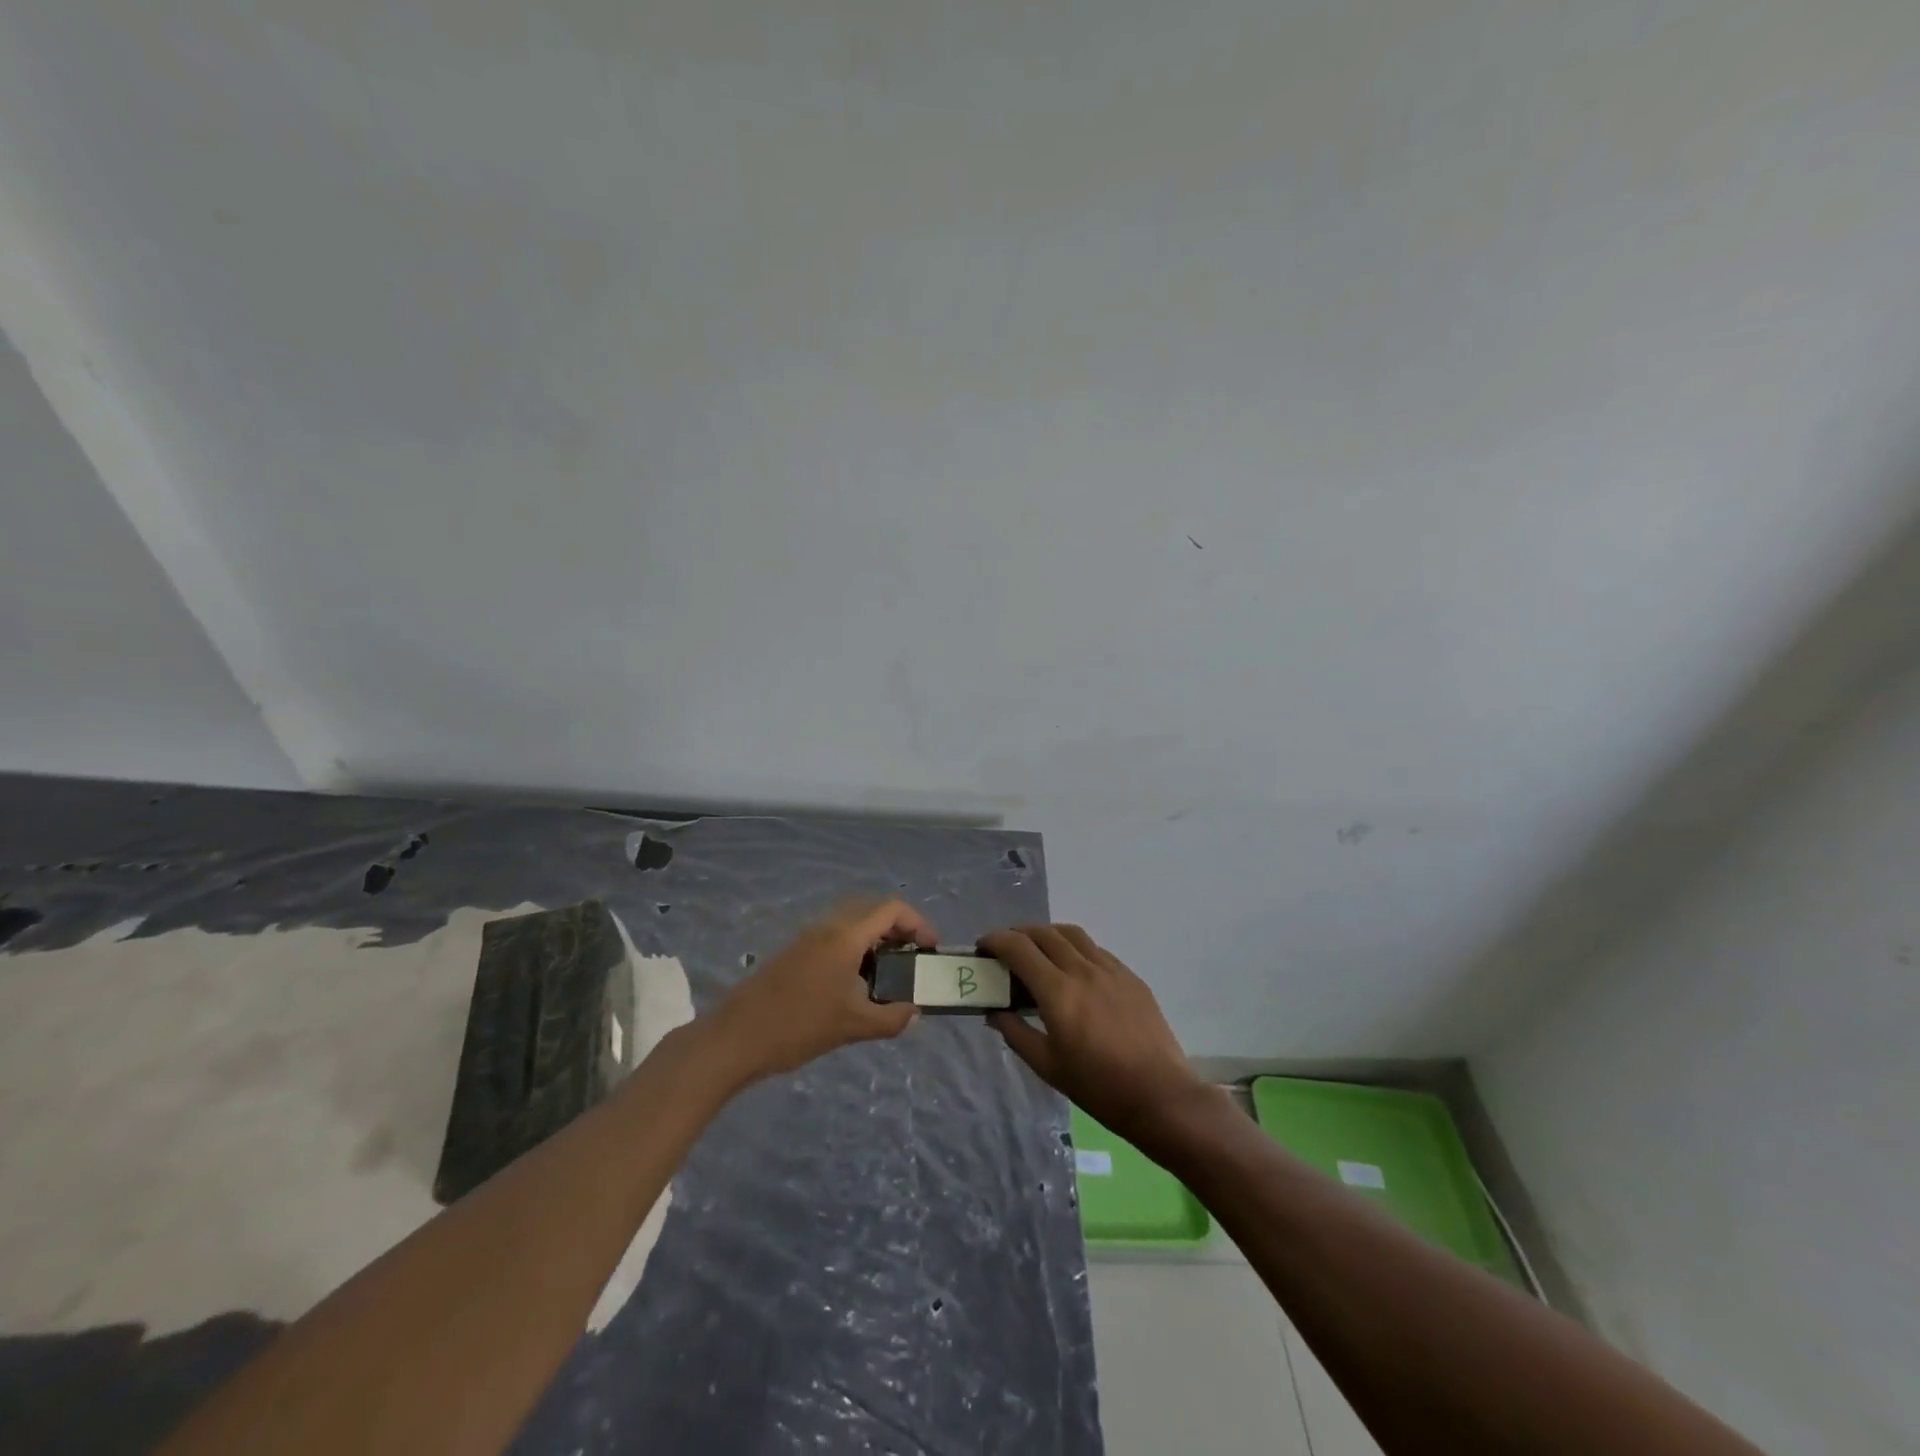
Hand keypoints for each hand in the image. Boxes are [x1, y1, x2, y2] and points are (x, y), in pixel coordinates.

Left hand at [714, 899, 935, 1080]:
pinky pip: (834, 936)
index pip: (891, 909)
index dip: (917, 922)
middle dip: (898, 927)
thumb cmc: (799, 1026)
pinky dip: (854, 947)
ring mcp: (807, 938)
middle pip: (871, 910)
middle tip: (913, 956)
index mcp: (845, 935)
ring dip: (875, 937)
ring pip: (850, 922)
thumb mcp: (853, 1026)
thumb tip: (914, 1013)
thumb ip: (891, 1018)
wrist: (735, 1038)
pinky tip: (855, 982)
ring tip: (889, 971)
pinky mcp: (793, 953)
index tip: (931, 948)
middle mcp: (827, 927)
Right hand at [983, 925, 1206, 1146]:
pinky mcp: (1130, 976)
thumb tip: (994, 1012)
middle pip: (1043, 933)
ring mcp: (1110, 969)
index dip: (995, 940)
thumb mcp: (1047, 1066)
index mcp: (1058, 992)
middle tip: (1005, 951)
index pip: (1018, 948)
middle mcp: (1082, 970)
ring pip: (1071, 934)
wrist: (1160, 1095)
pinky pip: (1095, 949)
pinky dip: (1074, 949)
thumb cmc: (1098, 1087)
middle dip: (1017, 935)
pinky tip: (1073, 971)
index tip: (983, 948)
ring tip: (1038, 952)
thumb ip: (1016, 1033)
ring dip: (1047, 935)